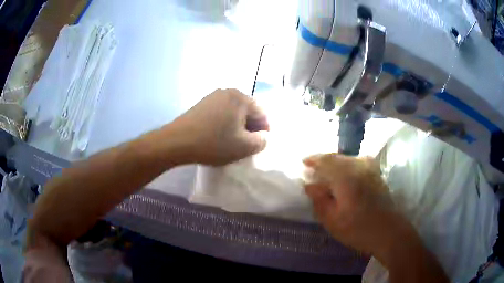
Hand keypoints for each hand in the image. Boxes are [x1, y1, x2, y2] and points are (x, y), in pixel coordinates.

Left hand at [169, 89, 268, 165]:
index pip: (261, 112)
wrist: (177, 141)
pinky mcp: (202, 103)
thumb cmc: (214, 143)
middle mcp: (228, 92)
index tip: (260, 143)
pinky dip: (225, 123)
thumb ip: (261, 141)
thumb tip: (263, 136)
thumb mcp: (243, 147)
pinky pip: (221, 112)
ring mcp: (213, 96)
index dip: (264, 129)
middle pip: (247, 110)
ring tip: (233, 140)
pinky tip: (219, 135)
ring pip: (233, 111)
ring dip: (237, 125)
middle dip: (250, 126)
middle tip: (248, 143)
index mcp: (241, 98)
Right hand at [303, 154, 408, 256]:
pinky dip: (347, 166)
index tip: (303, 163)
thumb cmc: (358, 229)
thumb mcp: (332, 220)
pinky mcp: (376, 174)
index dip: (313, 160)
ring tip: (327, 173)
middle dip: (323, 161)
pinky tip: (345, 176)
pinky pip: (357, 162)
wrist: (389, 231)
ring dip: (335, 163)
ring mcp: (370, 169)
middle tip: (313, 170)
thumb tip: (309, 185)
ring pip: (348, 159)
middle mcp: (359, 166)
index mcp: (346, 177)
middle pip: (337, 157)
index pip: (325, 160)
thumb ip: (319, 200)